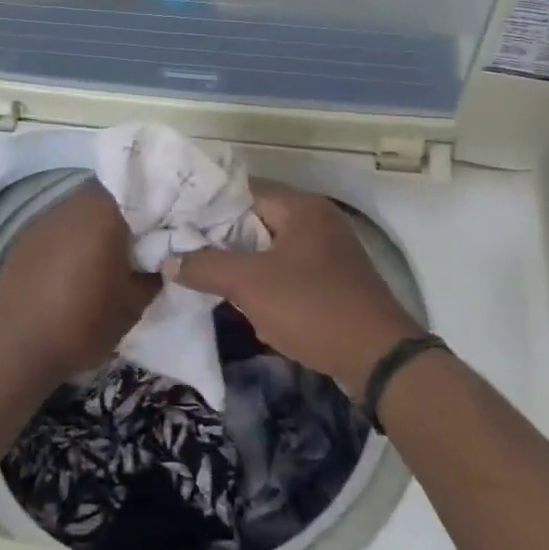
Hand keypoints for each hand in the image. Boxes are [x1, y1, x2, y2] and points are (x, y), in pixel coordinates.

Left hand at [0, 184, 158, 388]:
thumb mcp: (133, 304)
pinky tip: (78, 268)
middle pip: (109, 196)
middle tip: (145, 241)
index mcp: (103, 212)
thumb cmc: (81, 323)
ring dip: (99, 226)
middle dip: (128, 214)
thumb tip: (163, 256)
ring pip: (83, 211)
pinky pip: (61, 228)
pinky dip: (75, 239)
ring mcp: (44, 219)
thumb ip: (154, 272)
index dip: (158, 203)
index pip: (140, 187)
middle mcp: (72, 205)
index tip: (170, 224)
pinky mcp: (25, 238)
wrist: (12, 348)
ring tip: (112, 256)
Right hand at [166, 181, 420, 394]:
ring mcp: (329, 252)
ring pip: (271, 250)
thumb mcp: (250, 284)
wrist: (379, 359)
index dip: (207, 205)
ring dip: (243, 264)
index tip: (175, 221)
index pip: (242, 191)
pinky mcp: (334, 282)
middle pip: (256, 220)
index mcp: (301, 207)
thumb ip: (206, 266)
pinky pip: (289, 273)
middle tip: (184, 251)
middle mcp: (317, 221)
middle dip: (221, 239)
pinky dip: (267, 284)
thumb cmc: (312, 307)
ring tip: (205, 277)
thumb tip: (169, 260)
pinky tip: (245, 304)